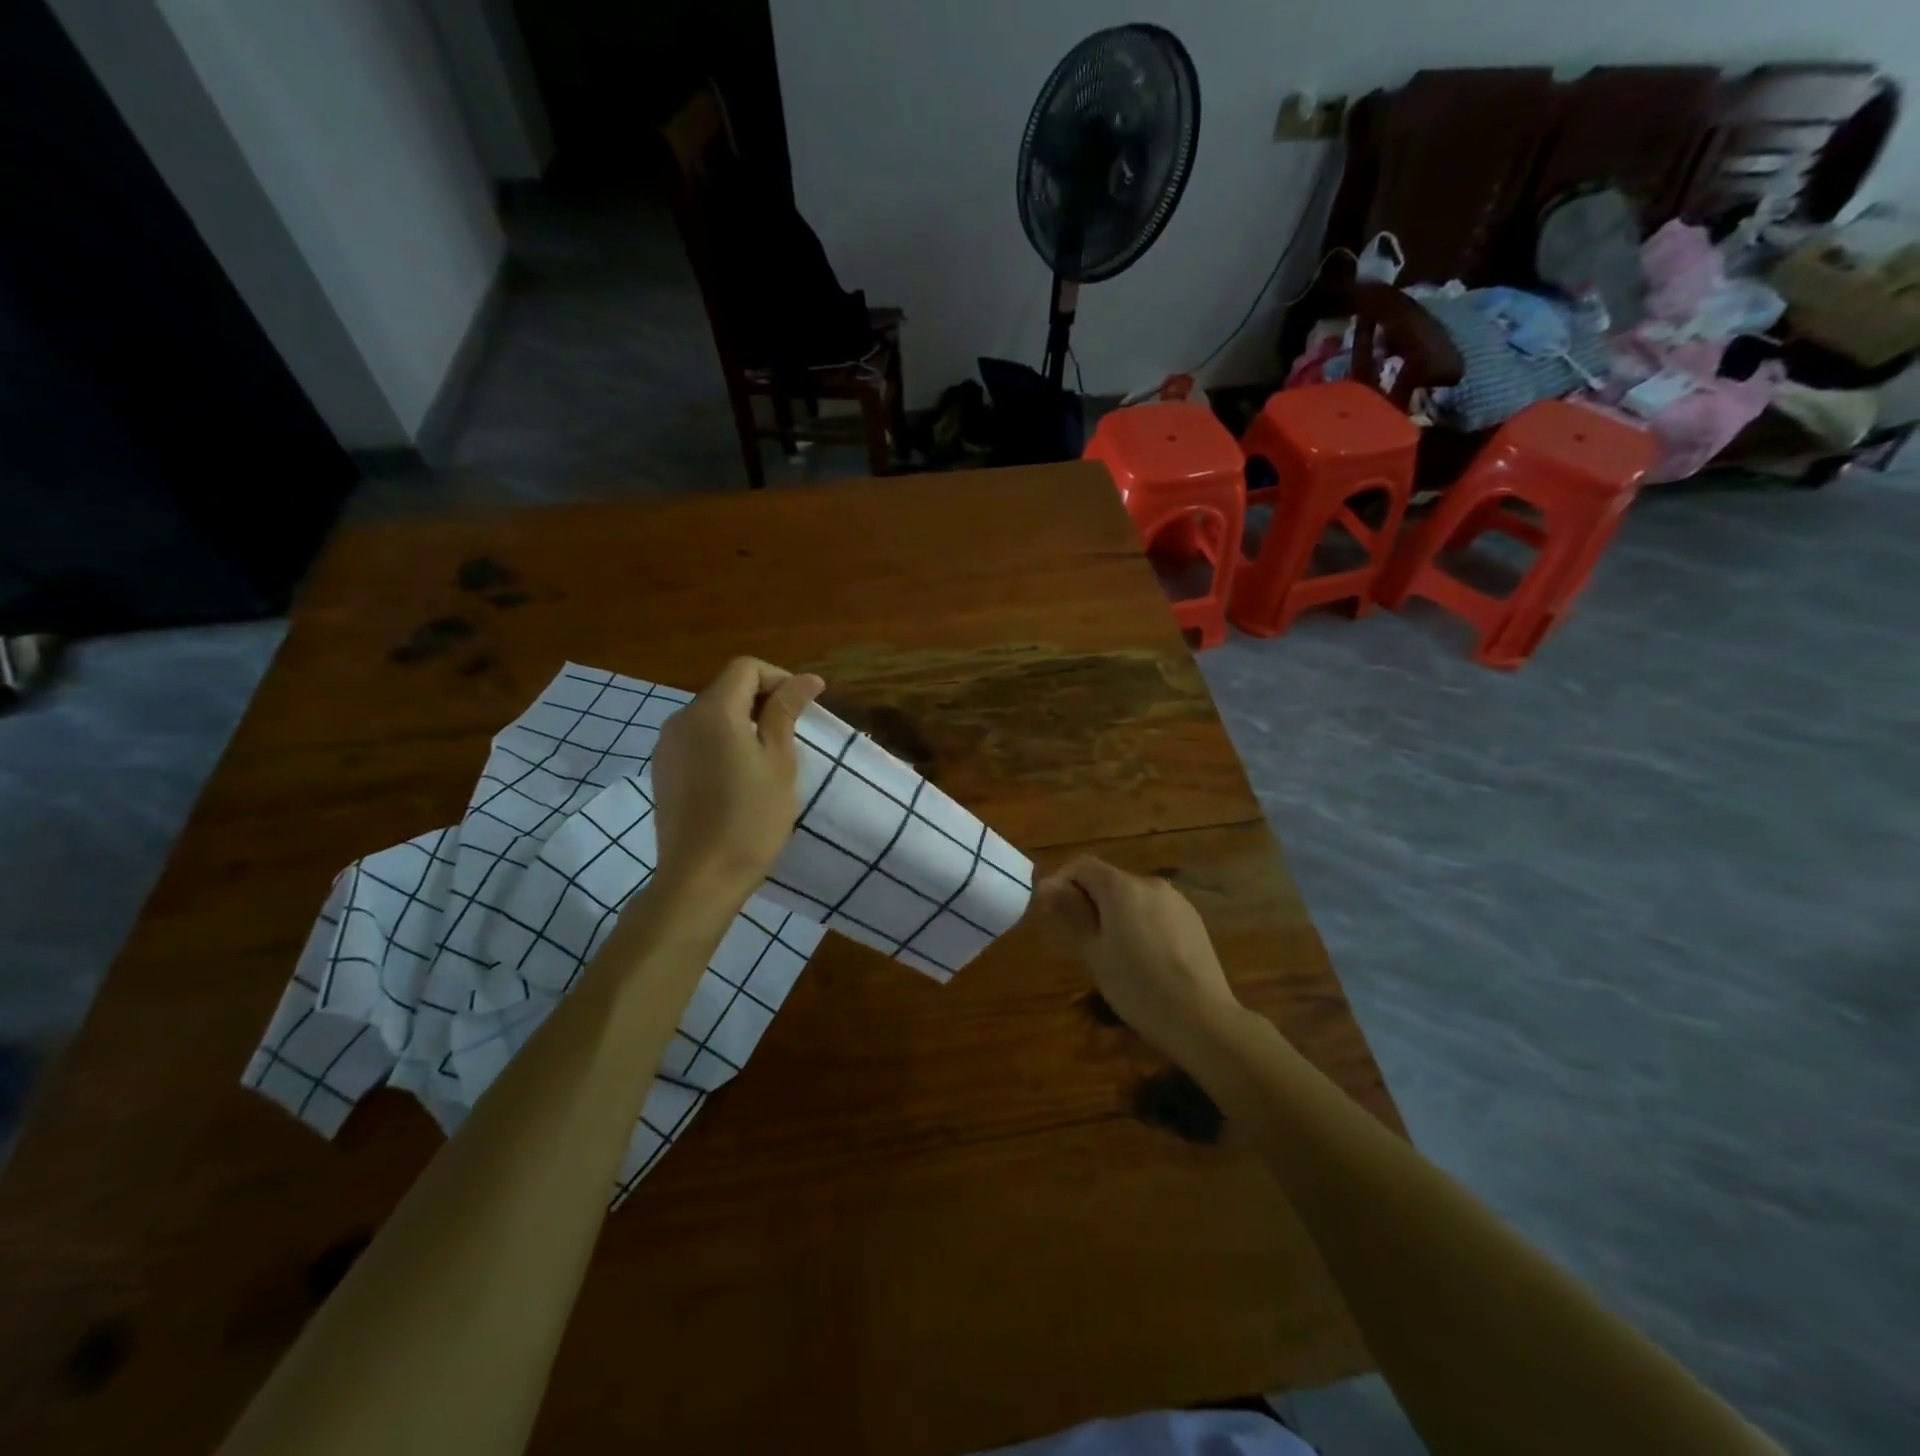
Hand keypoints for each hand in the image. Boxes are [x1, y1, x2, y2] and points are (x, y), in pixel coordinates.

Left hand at [649, 657, 823, 908]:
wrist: (700, 878)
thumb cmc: (751, 819)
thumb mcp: (779, 762)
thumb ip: (786, 712)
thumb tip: (806, 679)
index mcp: (712, 711)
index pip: (746, 668)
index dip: (780, 679)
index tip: (805, 707)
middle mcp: (681, 719)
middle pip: (726, 688)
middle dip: (763, 700)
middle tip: (793, 734)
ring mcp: (666, 746)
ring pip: (711, 715)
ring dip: (743, 722)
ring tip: (769, 756)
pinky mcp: (662, 771)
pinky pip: (697, 740)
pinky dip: (722, 742)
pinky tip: (739, 776)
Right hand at [1033, 857, 1243, 1063]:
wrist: (1201, 1017)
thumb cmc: (1137, 986)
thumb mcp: (1094, 952)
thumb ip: (1071, 912)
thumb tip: (1048, 885)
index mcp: (1122, 887)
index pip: (1083, 865)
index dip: (1062, 881)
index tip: (1052, 912)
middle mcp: (1149, 883)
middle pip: (1109, 879)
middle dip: (1088, 900)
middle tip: (1079, 939)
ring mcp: (1176, 900)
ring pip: (1133, 896)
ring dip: (1115, 912)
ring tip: (1111, 952)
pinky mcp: (1193, 919)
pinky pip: (1155, 910)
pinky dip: (1140, 922)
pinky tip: (1143, 957)